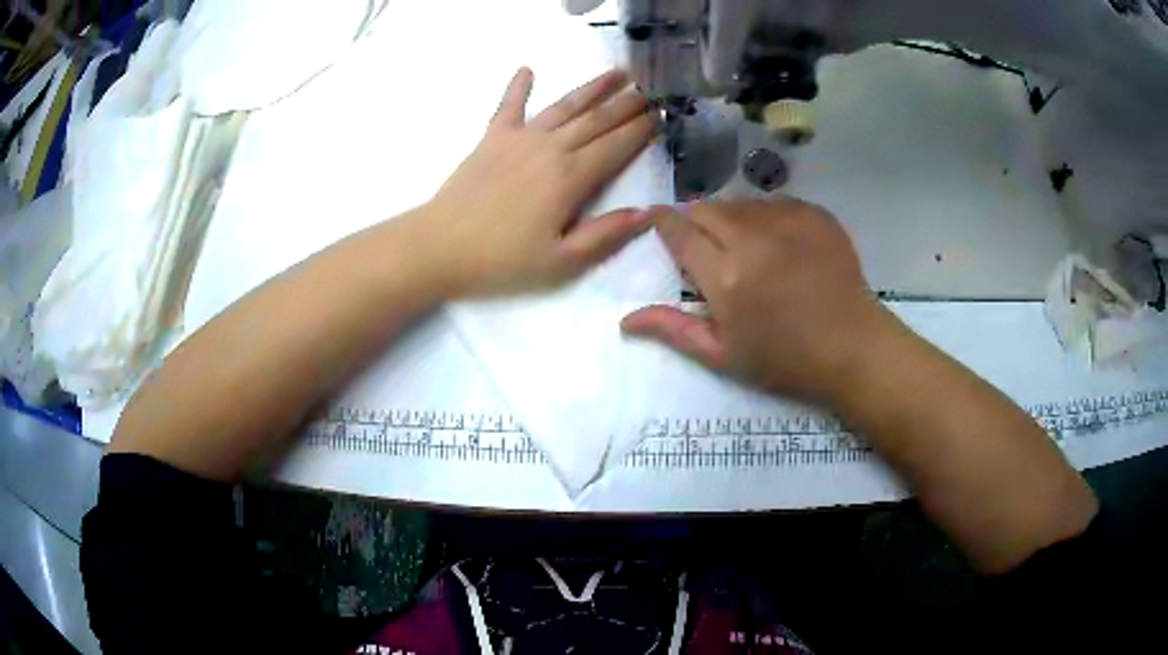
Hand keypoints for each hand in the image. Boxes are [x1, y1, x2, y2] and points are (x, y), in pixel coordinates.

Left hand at [417, 67, 657, 297]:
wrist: (440, 246)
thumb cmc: (502, 260)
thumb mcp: (561, 262)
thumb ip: (605, 235)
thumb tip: (646, 212)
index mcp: (571, 177)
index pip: (617, 146)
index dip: (642, 130)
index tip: (662, 114)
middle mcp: (551, 148)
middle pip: (597, 120)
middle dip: (628, 104)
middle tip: (651, 90)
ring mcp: (519, 138)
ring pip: (565, 106)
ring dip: (592, 88)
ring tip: (618, 72)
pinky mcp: (491, 138)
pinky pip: (509, 106)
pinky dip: (518, 86)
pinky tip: (527, 69)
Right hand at [622, 198, 890, 402]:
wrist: (853, 349)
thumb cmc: (785, 360)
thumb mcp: (723, 355)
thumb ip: (674, 330)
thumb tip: (626, 319)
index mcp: (724, 276)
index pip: (679, 231)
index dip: (663, 222)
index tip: (658, 220)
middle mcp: (752, 238)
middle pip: (707, 208)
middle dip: (695, 218)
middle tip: (702, 241)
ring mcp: (788, 221)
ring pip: (741, 203)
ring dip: (730, 217)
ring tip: (741, 244)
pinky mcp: (815, 214)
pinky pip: (776, 203)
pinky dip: (765, 216)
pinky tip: (776, 241)